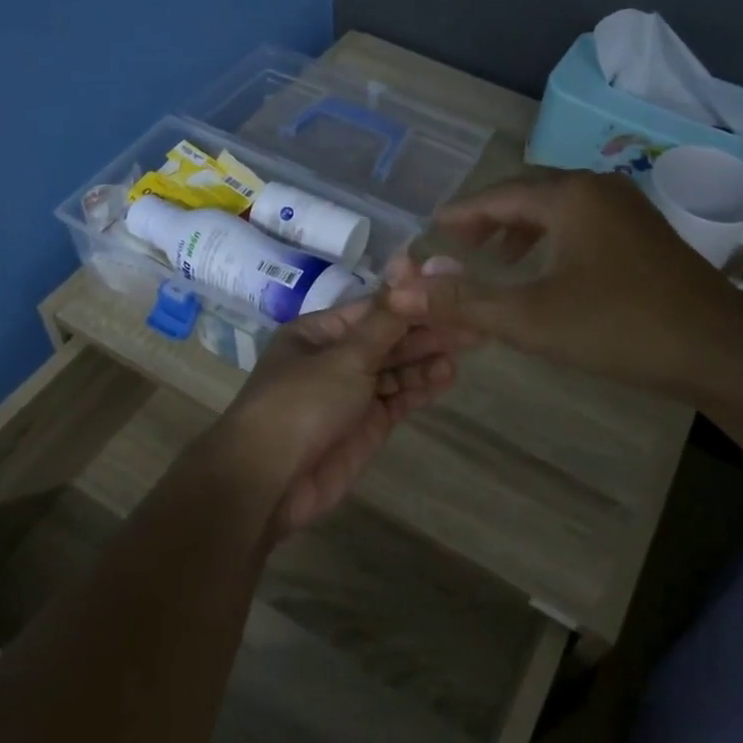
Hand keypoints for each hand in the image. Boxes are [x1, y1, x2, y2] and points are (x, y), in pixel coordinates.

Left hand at [221, 300, 459, 534]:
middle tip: (473, 320)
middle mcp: (334, 358)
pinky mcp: (366, 426)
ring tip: (468, 345)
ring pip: (396, 369)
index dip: (413, 301)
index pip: (374, 309)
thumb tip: (408, 262)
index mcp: (318, 333)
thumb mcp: (345, 355)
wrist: (269, 481)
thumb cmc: (301, 403)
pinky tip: (447, 375)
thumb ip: (385, 319)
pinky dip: (421, 387)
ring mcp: (351, 394)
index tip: (452, 290)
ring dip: (428, 358)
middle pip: (388, 338)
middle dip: (427, 330)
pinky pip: (398, 399)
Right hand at [382, 170, 742, 399]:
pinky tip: (547, 271)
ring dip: (521, 229)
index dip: (460, 213)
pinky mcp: (645, 232)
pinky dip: (552, 238)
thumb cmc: (618, 327)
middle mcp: (598, 187)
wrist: (718, 349)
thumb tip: (402, 290)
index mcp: (569, 196)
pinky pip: (583, 222)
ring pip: (558, 207)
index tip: (431, 229)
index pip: (498, 194)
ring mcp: (627, 207)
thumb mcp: (530, 317)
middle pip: (528, 193)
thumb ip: (463, 301)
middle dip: (489, 217)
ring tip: (495, 260)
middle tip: (457, 244)